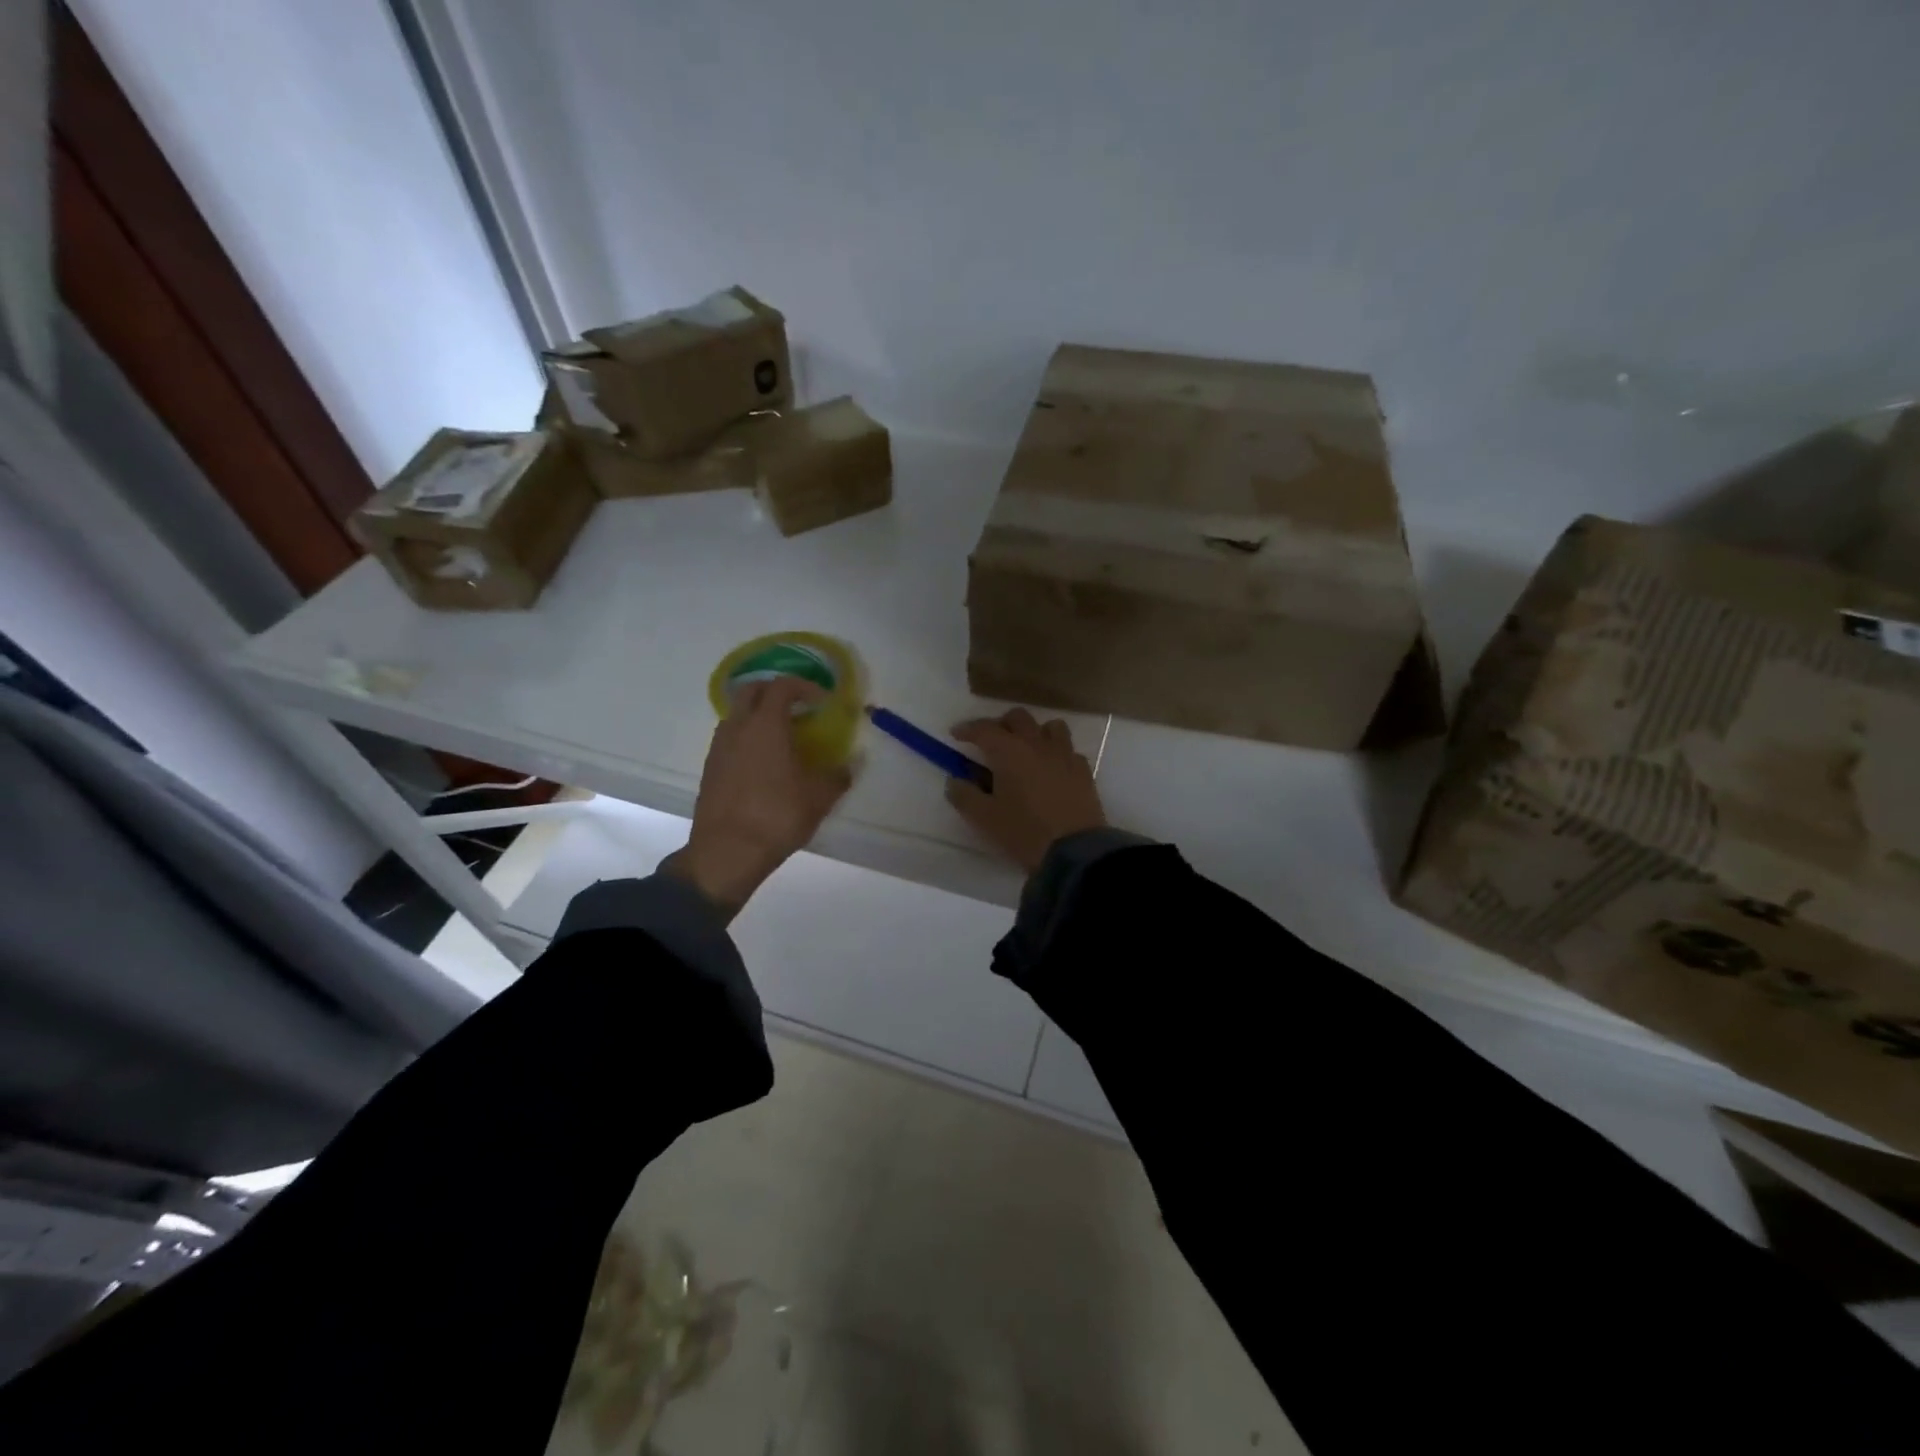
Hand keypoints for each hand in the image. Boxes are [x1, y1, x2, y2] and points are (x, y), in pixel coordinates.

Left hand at [668, 677, 852, 916]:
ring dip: (759, 715)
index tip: (822, 700)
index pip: (782, 686)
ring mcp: (719, 747)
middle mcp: (738, 728)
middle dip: (775, 691)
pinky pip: (730, 739)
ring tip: (782, 737)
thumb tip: (850, 765)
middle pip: (751, 690)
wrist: (726, 852)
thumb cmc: (777, 816)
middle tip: (798, 707)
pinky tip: (764, 763)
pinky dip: (747, 738)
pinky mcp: (710, 768)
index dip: (804, 686)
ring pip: (737, 715)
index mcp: (766, 725)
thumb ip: (838, 776)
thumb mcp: (818, 798)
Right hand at [946, 707, 1106, 873]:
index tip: (956, 735)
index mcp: (1009, 751)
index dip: (968, 729)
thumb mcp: (984, 818)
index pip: (984, 728)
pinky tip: (1051, 771)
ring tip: (1025, 751)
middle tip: (990, 742)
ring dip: (1034, 732)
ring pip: (1050, 726)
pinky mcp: (1084, 771)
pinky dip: (1055, 753)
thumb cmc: (1024, 832)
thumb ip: (964, 796)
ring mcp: (1065, 755)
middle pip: (1018, 717)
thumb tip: (954, 781)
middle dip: (1001, 724)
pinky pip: (1068, 750)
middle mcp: (1037, 744)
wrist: (1074, 851)